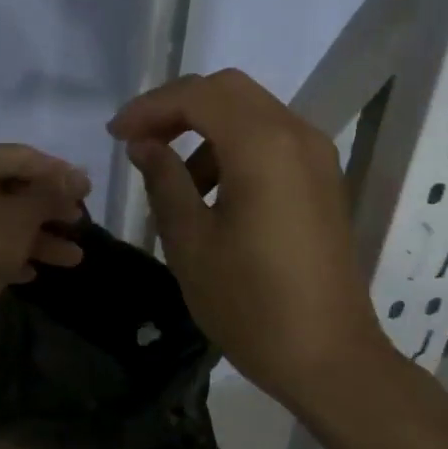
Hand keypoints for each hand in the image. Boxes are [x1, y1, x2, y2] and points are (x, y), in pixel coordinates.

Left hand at [0, 142, 90, 320]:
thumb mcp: (21, 220)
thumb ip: (52, 194)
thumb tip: (79, 174)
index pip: (24, 156)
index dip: (60, 174)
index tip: (88, 192)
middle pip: (10, 187)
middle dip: (48, 211)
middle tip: (80, 225)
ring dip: (34, 236)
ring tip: (72, 259)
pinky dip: (5, 250)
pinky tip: (31, 272)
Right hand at [109, 70, 385, 403]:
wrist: (330, 358)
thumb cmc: (251, 304)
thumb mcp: (191, 243)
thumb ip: (164, 180)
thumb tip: (145, 144)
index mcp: (263, 145)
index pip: (198, 95)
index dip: (151, 107)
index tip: (117, 135)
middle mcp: (297, 135)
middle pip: (228, 90)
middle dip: (178, 107)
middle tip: (141, 141)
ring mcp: (317, 156)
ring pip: (252, 112)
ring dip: (207, 129)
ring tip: (175, 179)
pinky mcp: (324, 179)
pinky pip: (272, 139)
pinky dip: (236, 147)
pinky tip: (214, 193)